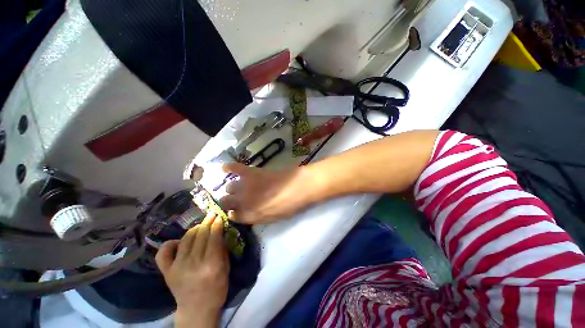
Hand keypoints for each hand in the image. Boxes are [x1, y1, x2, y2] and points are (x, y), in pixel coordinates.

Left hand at [155, 214, 228, 327]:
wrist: (196, 310)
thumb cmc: (217, 290)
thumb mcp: (226, 269)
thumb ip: (223, 250)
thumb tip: (220, 233)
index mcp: (211, 264)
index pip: (214, 237)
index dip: (217, 225)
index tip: (219, 216)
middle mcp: (193, 263)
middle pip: (200, 235)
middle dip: (207, 222)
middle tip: (212, 215)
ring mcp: (177, 267)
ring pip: (186, 239)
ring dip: (195, 229)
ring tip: (201, 225)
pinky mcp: (167, 271)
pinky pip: (164, 253)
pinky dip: (170, 244)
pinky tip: (178, 241)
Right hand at [220, 163, 316, 224]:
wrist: (298, 188)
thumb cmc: (289, 205)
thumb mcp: (274, 218)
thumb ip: (258, 217)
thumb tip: (249, 213)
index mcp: (249, 216)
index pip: (233, 216)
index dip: (234, 212)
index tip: (237, 210)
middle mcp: (243, 203)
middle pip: (226, 202)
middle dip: (229, 201)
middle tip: (238, 198)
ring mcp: (245, 187)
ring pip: (229, 187)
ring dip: (233, 188)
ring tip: (240, 185)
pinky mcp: (250, 173)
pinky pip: (234, 168)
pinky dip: (229, 167)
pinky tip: (225, 168)